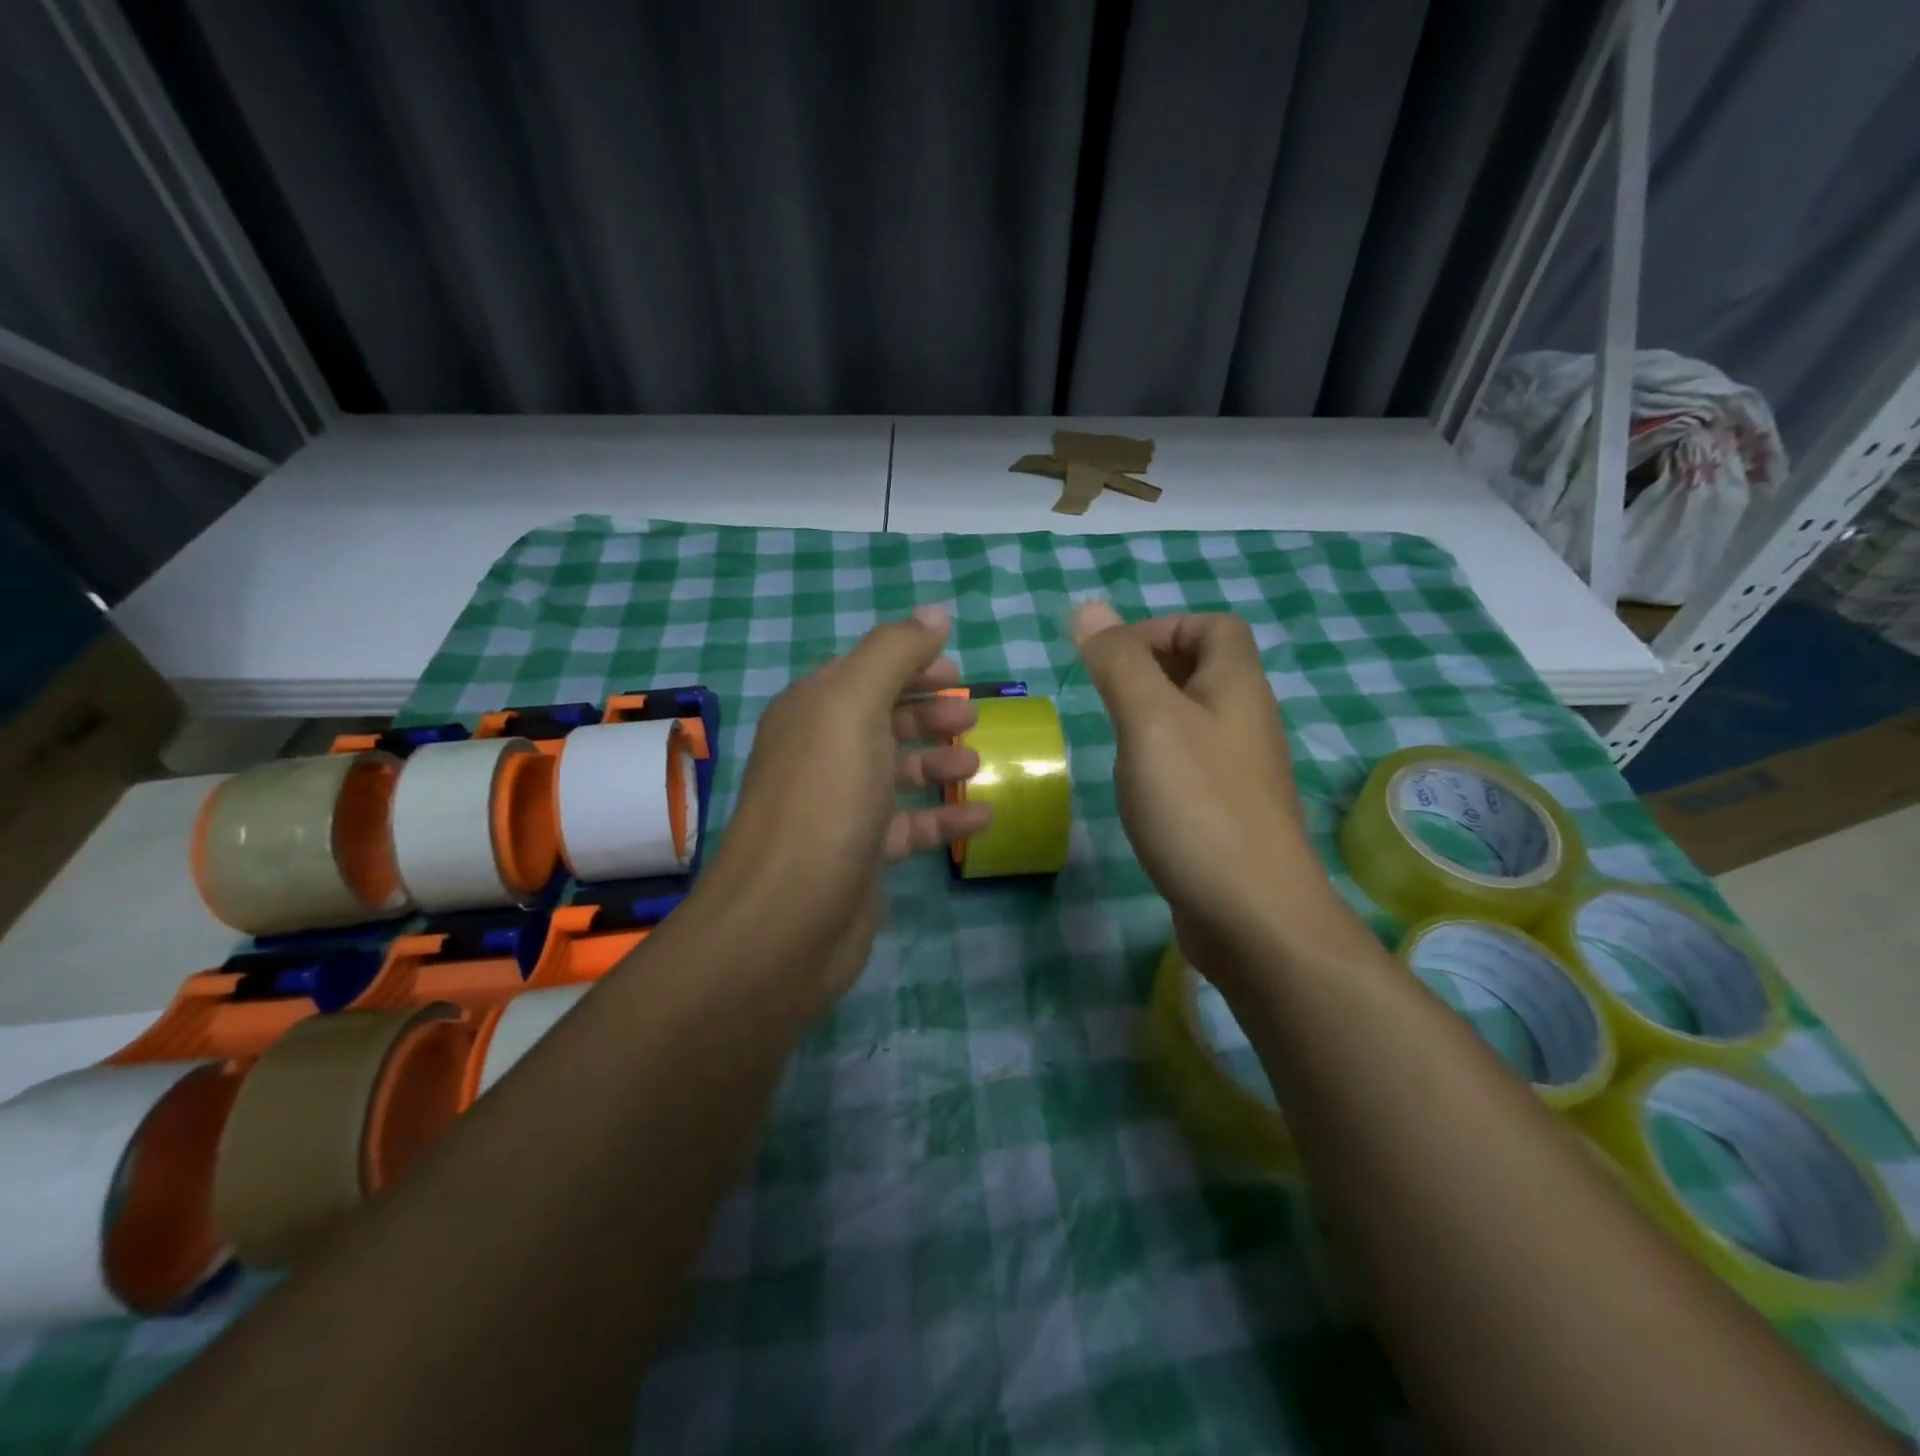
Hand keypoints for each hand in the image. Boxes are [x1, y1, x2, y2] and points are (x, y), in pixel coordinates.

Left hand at [703, 606, 991, 1003]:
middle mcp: (820, 753)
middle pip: (882, 719)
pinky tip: (982, 817)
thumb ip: (895, 653)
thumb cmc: (825, 798)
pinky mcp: (859, 855)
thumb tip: (935, 614)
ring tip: (976, 762)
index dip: (912, 665)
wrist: (788, 918)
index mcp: (812, 710)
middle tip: (972, 719)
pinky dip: (943, 817)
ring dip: (937, 762)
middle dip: (928, 713)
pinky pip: (908, 826)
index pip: (865, 670)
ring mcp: (839, 807)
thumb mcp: (855, 706)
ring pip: (895, 772)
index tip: (959, 673)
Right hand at [1070, 601, 1351, 985]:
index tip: (1116, 662)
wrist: (1253, 915)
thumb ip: (1118, 663)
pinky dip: (1162, 762)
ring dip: (1153, 718)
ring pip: (1196, 721)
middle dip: (1151, 671)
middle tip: (1107, 700)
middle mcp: (1248, 721)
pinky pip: (1194, 765)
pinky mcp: (1230, 813)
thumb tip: (1087, 608)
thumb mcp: (1149, 722)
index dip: (1163, 628)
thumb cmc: (1198, 805)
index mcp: (1237, 687)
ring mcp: (1242, 772)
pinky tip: (1139, 790)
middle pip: (1206, 670)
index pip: (1215, 627)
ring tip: (1118, 743)